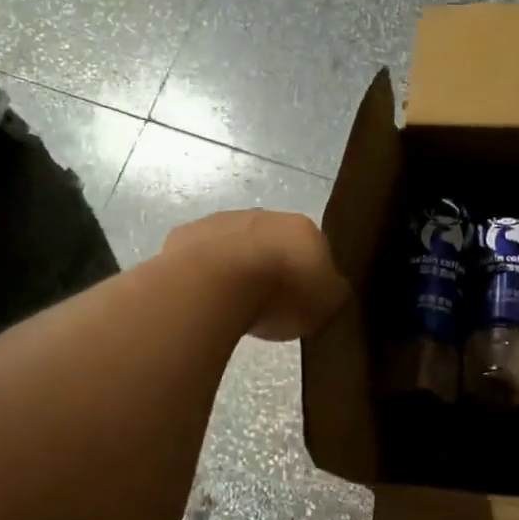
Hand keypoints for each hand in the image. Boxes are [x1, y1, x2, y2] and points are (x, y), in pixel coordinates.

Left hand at [162, 209, 350, 341]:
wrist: (216, 283)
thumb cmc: (280, 293)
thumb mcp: (327, 303)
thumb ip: (333, 292)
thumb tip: (332, 287)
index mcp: (304, 228)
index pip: (316, 249)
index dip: (310, 276)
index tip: (303, 301)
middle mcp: (264, 215)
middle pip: (274, 243)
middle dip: (273, 268)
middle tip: (270, 303)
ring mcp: (222, 222)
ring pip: (236, 246)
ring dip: (238, 268)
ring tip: (234, 304)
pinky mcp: (186, 235)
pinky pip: (202, 257)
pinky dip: (206, 273)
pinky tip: (206, 297)